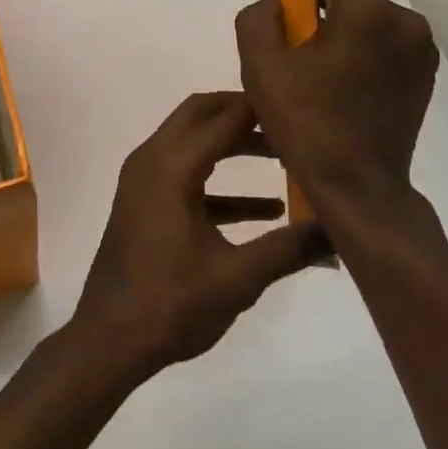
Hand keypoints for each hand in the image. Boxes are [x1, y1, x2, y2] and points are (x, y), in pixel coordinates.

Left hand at [71, 92, 327, 383]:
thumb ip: (288, 249)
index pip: (223, 117)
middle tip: (287, 124)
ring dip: (232, 144)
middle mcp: (153, 159)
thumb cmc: (170, 305)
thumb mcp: (237, 279)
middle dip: (243, 113)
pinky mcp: (145, 201)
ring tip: (282, 159)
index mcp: (172, 166)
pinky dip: (219, 181)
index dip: (261, 109)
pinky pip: (185, 174)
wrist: (108, 339)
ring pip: (192, 141)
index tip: (301, 110)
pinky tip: (264, 210)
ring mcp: (144, 179)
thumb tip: (339, 230)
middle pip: (200, 114)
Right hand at [235, 0, 439, 218]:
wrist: (362, 193)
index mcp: (365, 15)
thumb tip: (277, 1)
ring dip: (333, 19)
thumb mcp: (261, 70)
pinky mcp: (423, 70)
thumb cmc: (307, 129)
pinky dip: (352, 40)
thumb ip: (258, 19)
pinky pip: (378, 37)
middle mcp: (402, 21)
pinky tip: (332, 75)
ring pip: (362, 13)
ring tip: (306, 58)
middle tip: (285, 12)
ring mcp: (419, 47)